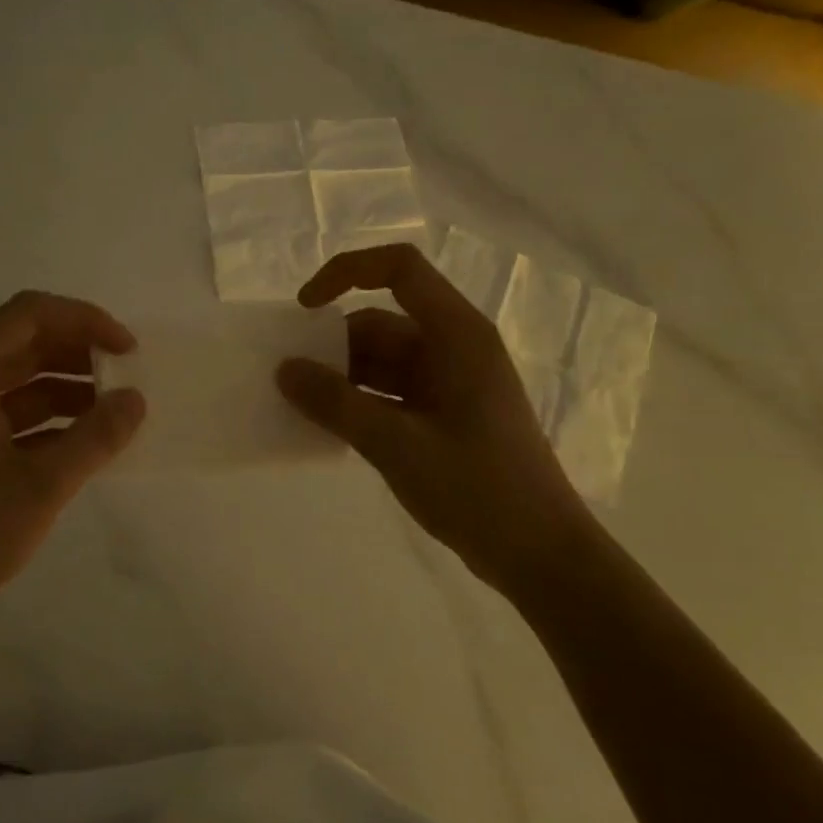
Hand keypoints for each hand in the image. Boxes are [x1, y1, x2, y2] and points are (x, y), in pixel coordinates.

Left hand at [0, 291, 144, 646]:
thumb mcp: (42, 486)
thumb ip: (96, 437)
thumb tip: (137, 399)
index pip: (30, 314)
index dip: (85, 320)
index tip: (127, 350)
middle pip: (25, 341)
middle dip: (80, 351)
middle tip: (128, 375)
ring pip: (20, 378)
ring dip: (68, 386)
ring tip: (116, 408)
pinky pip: (11, 412)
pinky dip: (50, 418)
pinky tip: (86, 440)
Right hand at [276, 244, 593, 584]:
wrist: (538, 553)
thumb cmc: (477, 488)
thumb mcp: (396, 443)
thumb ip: (336, 404)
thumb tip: (284, 370)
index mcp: (457, 334)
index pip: (399, 269)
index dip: (346, 273)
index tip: (303, 311)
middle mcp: (454, 348)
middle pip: (382, 322)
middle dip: (333, 344)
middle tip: (288, 378)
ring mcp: (450, 384)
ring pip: (382, 361)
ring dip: (342, 378)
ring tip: (299, 406)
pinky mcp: (444, 416)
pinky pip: (390, 393)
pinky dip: (358, 403)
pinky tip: (328, 427)